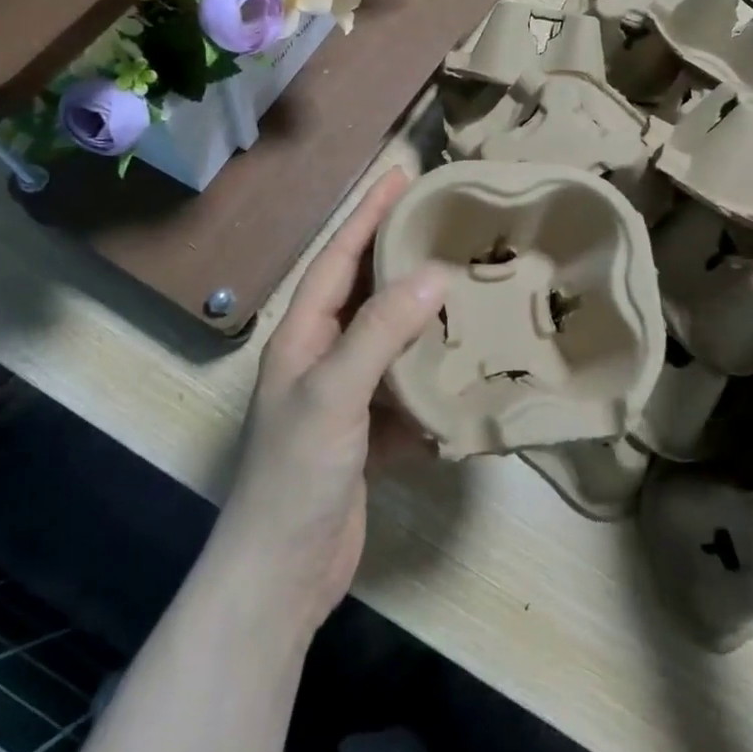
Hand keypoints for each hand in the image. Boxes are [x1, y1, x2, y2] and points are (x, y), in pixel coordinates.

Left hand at [220, 171, 445, 632]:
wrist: (281, 576)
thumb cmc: (296, 474)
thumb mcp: (333, 393)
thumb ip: (380, 332)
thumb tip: (434, 274)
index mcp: (301, 337)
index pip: (339, 258)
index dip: (368, 214)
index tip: (402, 175)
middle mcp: (321, 359)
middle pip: (367, 294)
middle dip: (402, 257)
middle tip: (449, 225)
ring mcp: (346, 400)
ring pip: (392, 343)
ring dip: (427, 320)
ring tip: (471, 289)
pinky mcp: (368, 437)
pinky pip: (407, 394)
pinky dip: (434, 384)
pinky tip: (469, 374)